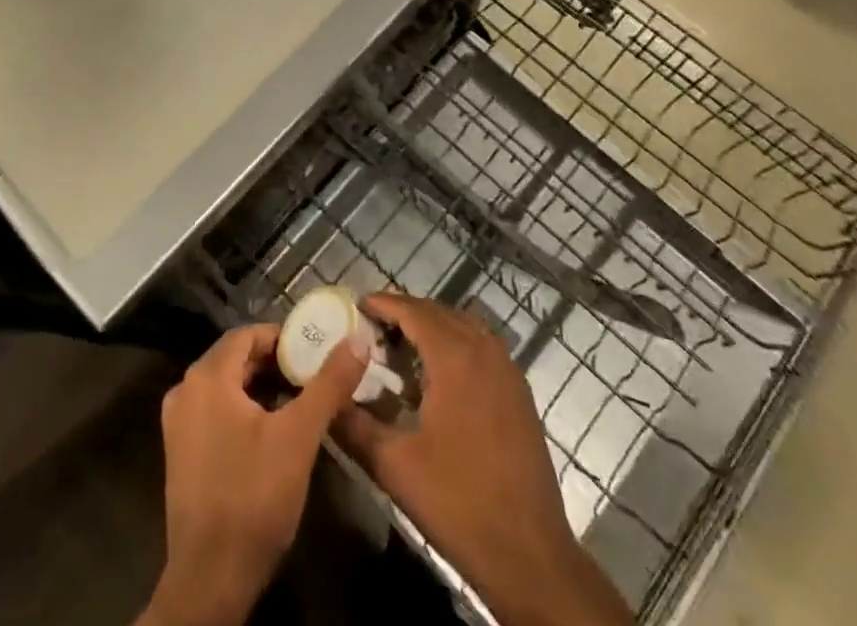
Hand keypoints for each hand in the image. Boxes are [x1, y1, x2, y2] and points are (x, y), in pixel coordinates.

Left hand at [138, 322, 366, 625]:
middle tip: (312, 375)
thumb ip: (328, 383)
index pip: (248, 334)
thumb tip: (358, 339)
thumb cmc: (254, 496)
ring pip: (226, 386)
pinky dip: (244, 410)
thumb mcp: (299, 436)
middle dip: (275, 363)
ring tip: (299, 401)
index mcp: (206, 377)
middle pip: (235, 359)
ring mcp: (178, 424)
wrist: (210, 580)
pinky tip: (272, 431)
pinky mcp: (181, 453)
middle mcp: (185, 391)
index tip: (315, 351)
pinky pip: (216, 411)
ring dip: (261, 387)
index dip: (283, 338)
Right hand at [333, 294, 636, 625]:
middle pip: (438, 312)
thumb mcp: (395, 466)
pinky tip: (437, 374)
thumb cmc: (459, 503)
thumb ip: (355, 426)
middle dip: (404, 313)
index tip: (357, 305)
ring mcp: (507, 368)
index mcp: (455, 357)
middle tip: (372, 328)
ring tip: (399, 346)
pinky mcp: (519, 390)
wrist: (529, 554)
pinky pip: (481, 346)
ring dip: (431, 326)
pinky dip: (455, 344)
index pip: (413, 311)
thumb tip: (326, 399)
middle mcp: (484, 349)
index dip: (384, 303)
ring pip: (462, 326)